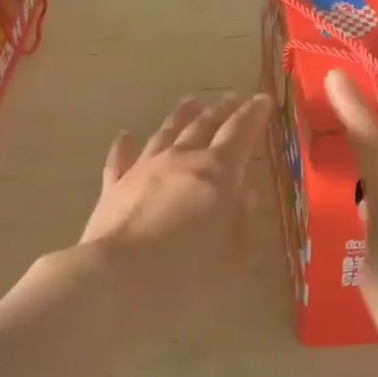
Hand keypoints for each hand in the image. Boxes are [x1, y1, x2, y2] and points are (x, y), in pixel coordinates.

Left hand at [77, 94, 270, 332]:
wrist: (119, 279)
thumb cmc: (187, 274)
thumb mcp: (231, 255)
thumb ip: (241, 220)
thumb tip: (246, 192)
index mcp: (217, 172)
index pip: (240, 132)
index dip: (253, 114)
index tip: (262, 99)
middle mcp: (182, 159)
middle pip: (204, 125)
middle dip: (222, 110)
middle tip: (233, 97)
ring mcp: (145, 168)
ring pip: (166, 132)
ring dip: (181, 115)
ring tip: (191, 102)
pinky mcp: (115, 185)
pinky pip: (120, 158)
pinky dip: (125, 145)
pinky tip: (126, 135)